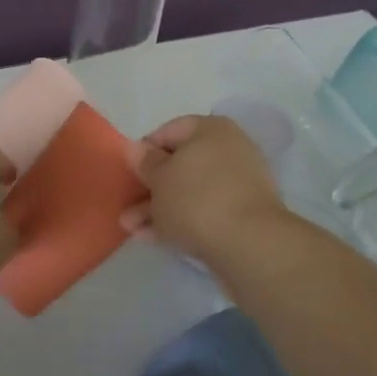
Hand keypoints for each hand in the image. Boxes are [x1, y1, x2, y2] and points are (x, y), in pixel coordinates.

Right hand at [129, 115, 286, 265]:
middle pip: (179, 164)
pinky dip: (179, 221)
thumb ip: (145, 163)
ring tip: (131, 229)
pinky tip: (153, 238)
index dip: (144, 151)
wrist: (250, 246)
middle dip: (150, 187)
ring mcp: (238, 185)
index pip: (169, 131)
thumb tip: (135, 148)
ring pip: (189, 192)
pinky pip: (203, 212)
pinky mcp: (242, 217)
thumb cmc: (197, 198)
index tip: (128, 173)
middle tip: (126, 207)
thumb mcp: (160, 178)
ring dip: (159, 208)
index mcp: (210, 129)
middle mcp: (228, 150)